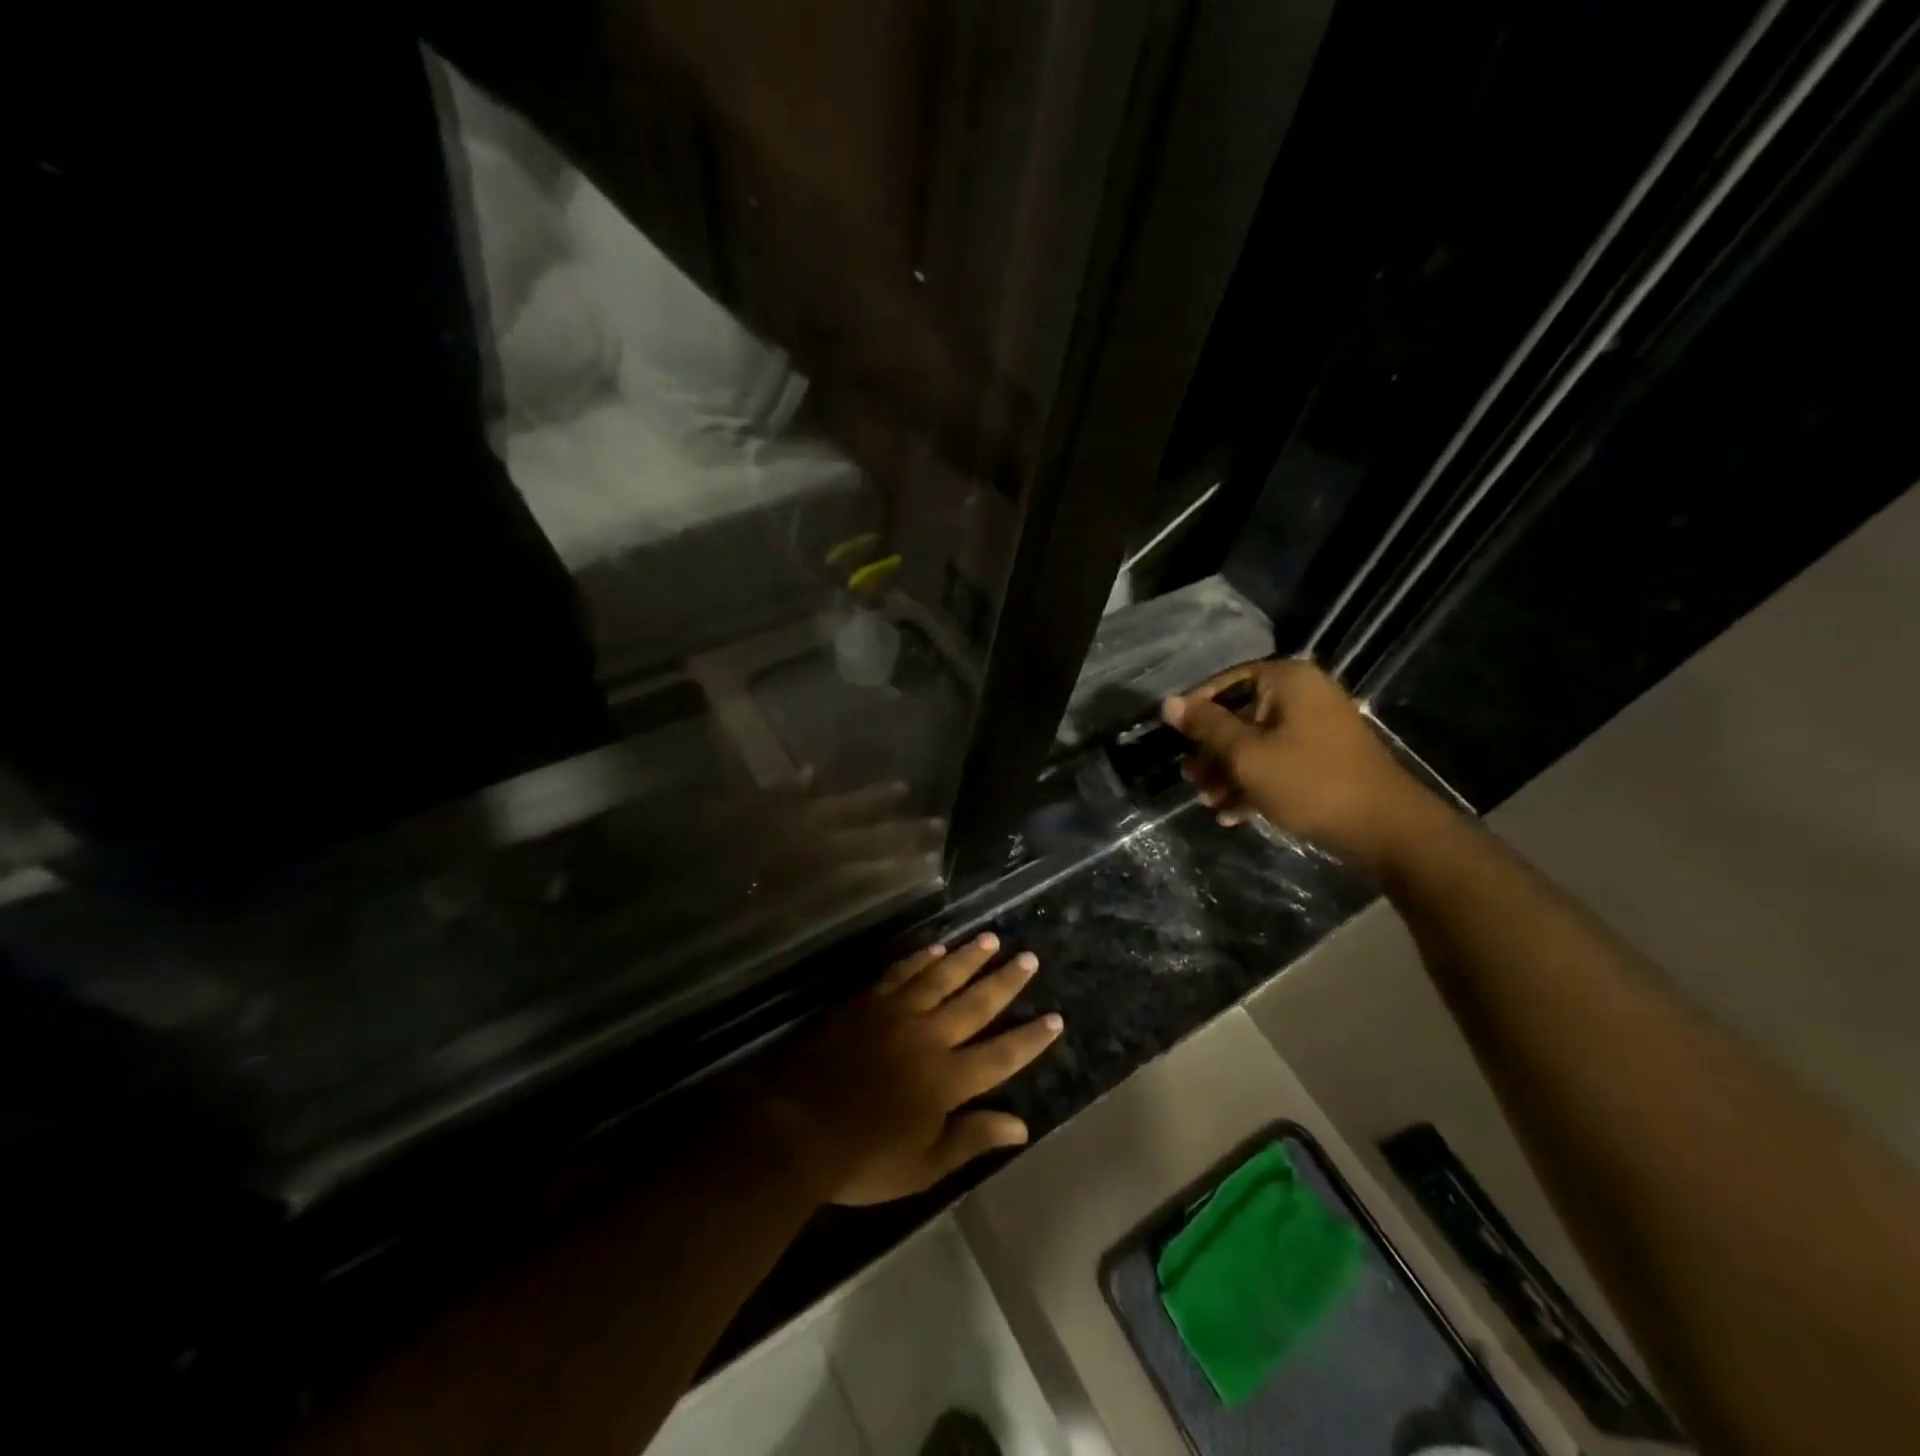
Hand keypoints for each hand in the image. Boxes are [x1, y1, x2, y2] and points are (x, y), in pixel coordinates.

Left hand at [761, 934, 1062, 1205]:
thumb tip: (1021, 1126)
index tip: (1055, 1018)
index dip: (1029, 1038)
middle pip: (976, 1003)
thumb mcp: (923, 1166)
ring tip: (991, 939)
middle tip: (1029, 957)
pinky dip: (921, 959)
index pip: (1000, 1055)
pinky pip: (901, 973)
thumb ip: (971, 1139)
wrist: (795, 1128)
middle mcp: (929, 1037)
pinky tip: (936, 948)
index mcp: (947, 1080)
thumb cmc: (862, 1159)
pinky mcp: (867, 1002)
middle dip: (1006, 981)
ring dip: (968, 958)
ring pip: (942, 977)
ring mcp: (896, 1014)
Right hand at [1163, 659, 1434, 876]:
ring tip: (1209, 803)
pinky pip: (1277, 762)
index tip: (1175, 740)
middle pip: (1240, 715)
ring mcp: (1316, 728)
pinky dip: (1254, 784)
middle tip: (1192, 780)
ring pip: (1256, 744)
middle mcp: (1303, 695)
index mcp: (1287, 681)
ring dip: (1229, 774)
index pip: (1225, 682)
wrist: (1385, 829)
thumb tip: (1168, 703)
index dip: (1196, 710)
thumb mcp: (1247, 755)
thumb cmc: (1310, 782)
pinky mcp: (1323, 758)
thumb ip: (1207, 727)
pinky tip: (1232, 815)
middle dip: (1212, 752)